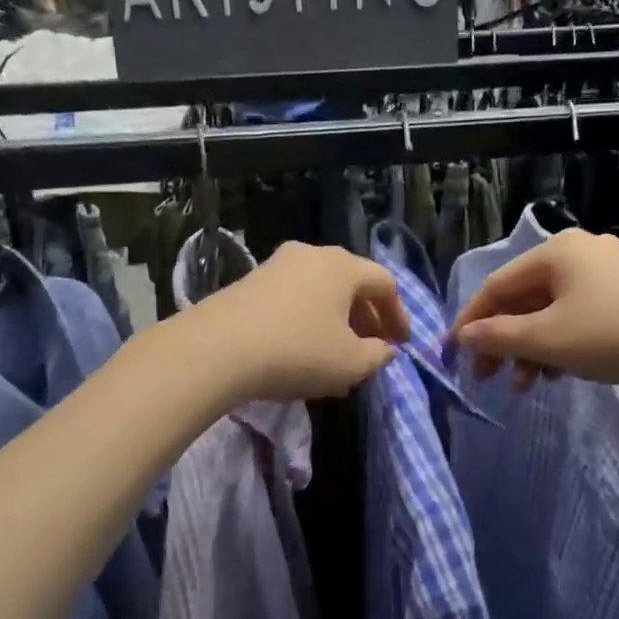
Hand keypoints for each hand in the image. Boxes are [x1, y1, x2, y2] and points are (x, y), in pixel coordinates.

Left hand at [188, 241, 409, 402]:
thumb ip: (377, 355)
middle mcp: (311, 255)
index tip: (402, 345)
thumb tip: (384, 349)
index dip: (399, 315)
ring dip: (336, 321)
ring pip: (320, 291)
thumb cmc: (297, 351)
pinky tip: (303, 350)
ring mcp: (276, 265)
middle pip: (351, 283)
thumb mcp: (350, 363)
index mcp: (342, 266)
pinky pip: (294, 298)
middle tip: (373, 348)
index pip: (384, 284)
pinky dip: (308, 320)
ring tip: (338, 355)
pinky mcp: (250, 283)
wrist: (216, 349)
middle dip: (367, 318)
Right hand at [450, 228, 618, 390]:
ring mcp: (610, 270)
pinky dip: (563, 341)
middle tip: (489, 378)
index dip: (470, 322)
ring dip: (533, 347)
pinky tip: (561, 371)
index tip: (453, 356)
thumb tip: (464, 336)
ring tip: (527, 385)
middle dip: (503, 341)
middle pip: (524, 298)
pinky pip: (580, 314)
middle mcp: (580, 252)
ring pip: (553, 309)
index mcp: (555, 252)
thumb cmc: (616, 334)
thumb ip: (499, 337)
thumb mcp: (549, 339)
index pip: (496, 286)